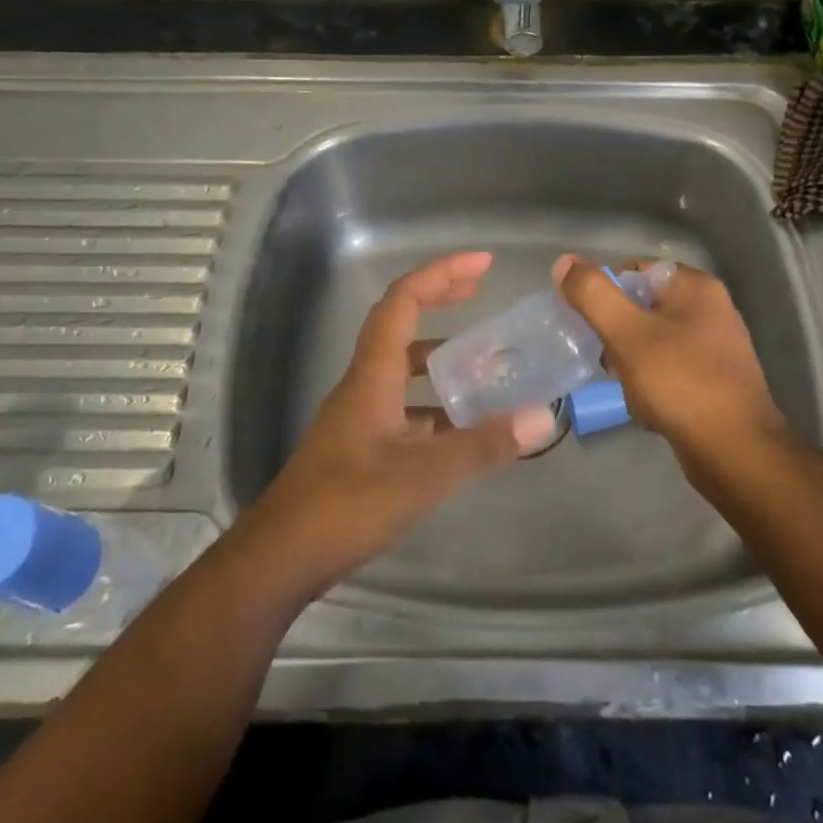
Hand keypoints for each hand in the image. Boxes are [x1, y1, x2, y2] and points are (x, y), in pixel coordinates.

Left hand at [236, 251, 555, 598]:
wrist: (282, 557)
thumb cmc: (348, 504)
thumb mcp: (424, 475)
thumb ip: (483, 446)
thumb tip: (540, 417)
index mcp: (373, 373)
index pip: (404, 300)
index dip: (441, 273)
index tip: (482, 265)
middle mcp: (365, 382)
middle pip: (400, 321)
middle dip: (439, 297)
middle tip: (481, 290)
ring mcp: (360, 414)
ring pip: (401, 365)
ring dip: (438, 352)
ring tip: (482, 359)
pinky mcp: (361, 444)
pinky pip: (402, 402)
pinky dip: (433, 400)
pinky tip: (460, 425)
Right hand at [553, 255, 783, 469]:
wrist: (736, 454)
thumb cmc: (680, 383)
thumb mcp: (627, 334)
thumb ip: (593, 295)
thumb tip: (563, 262)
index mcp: (695, 286)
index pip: (634, 270)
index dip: (605, 294)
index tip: (589, 325)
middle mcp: (710, 308)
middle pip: (641, 306)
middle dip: (617, 333)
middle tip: (606, 359)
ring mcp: (715, 345)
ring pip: (652, 340)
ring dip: (631, 362)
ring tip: (628, 387)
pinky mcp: (714, 379)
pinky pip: (669, 368)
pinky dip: (652, 383)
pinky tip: (646, 407)